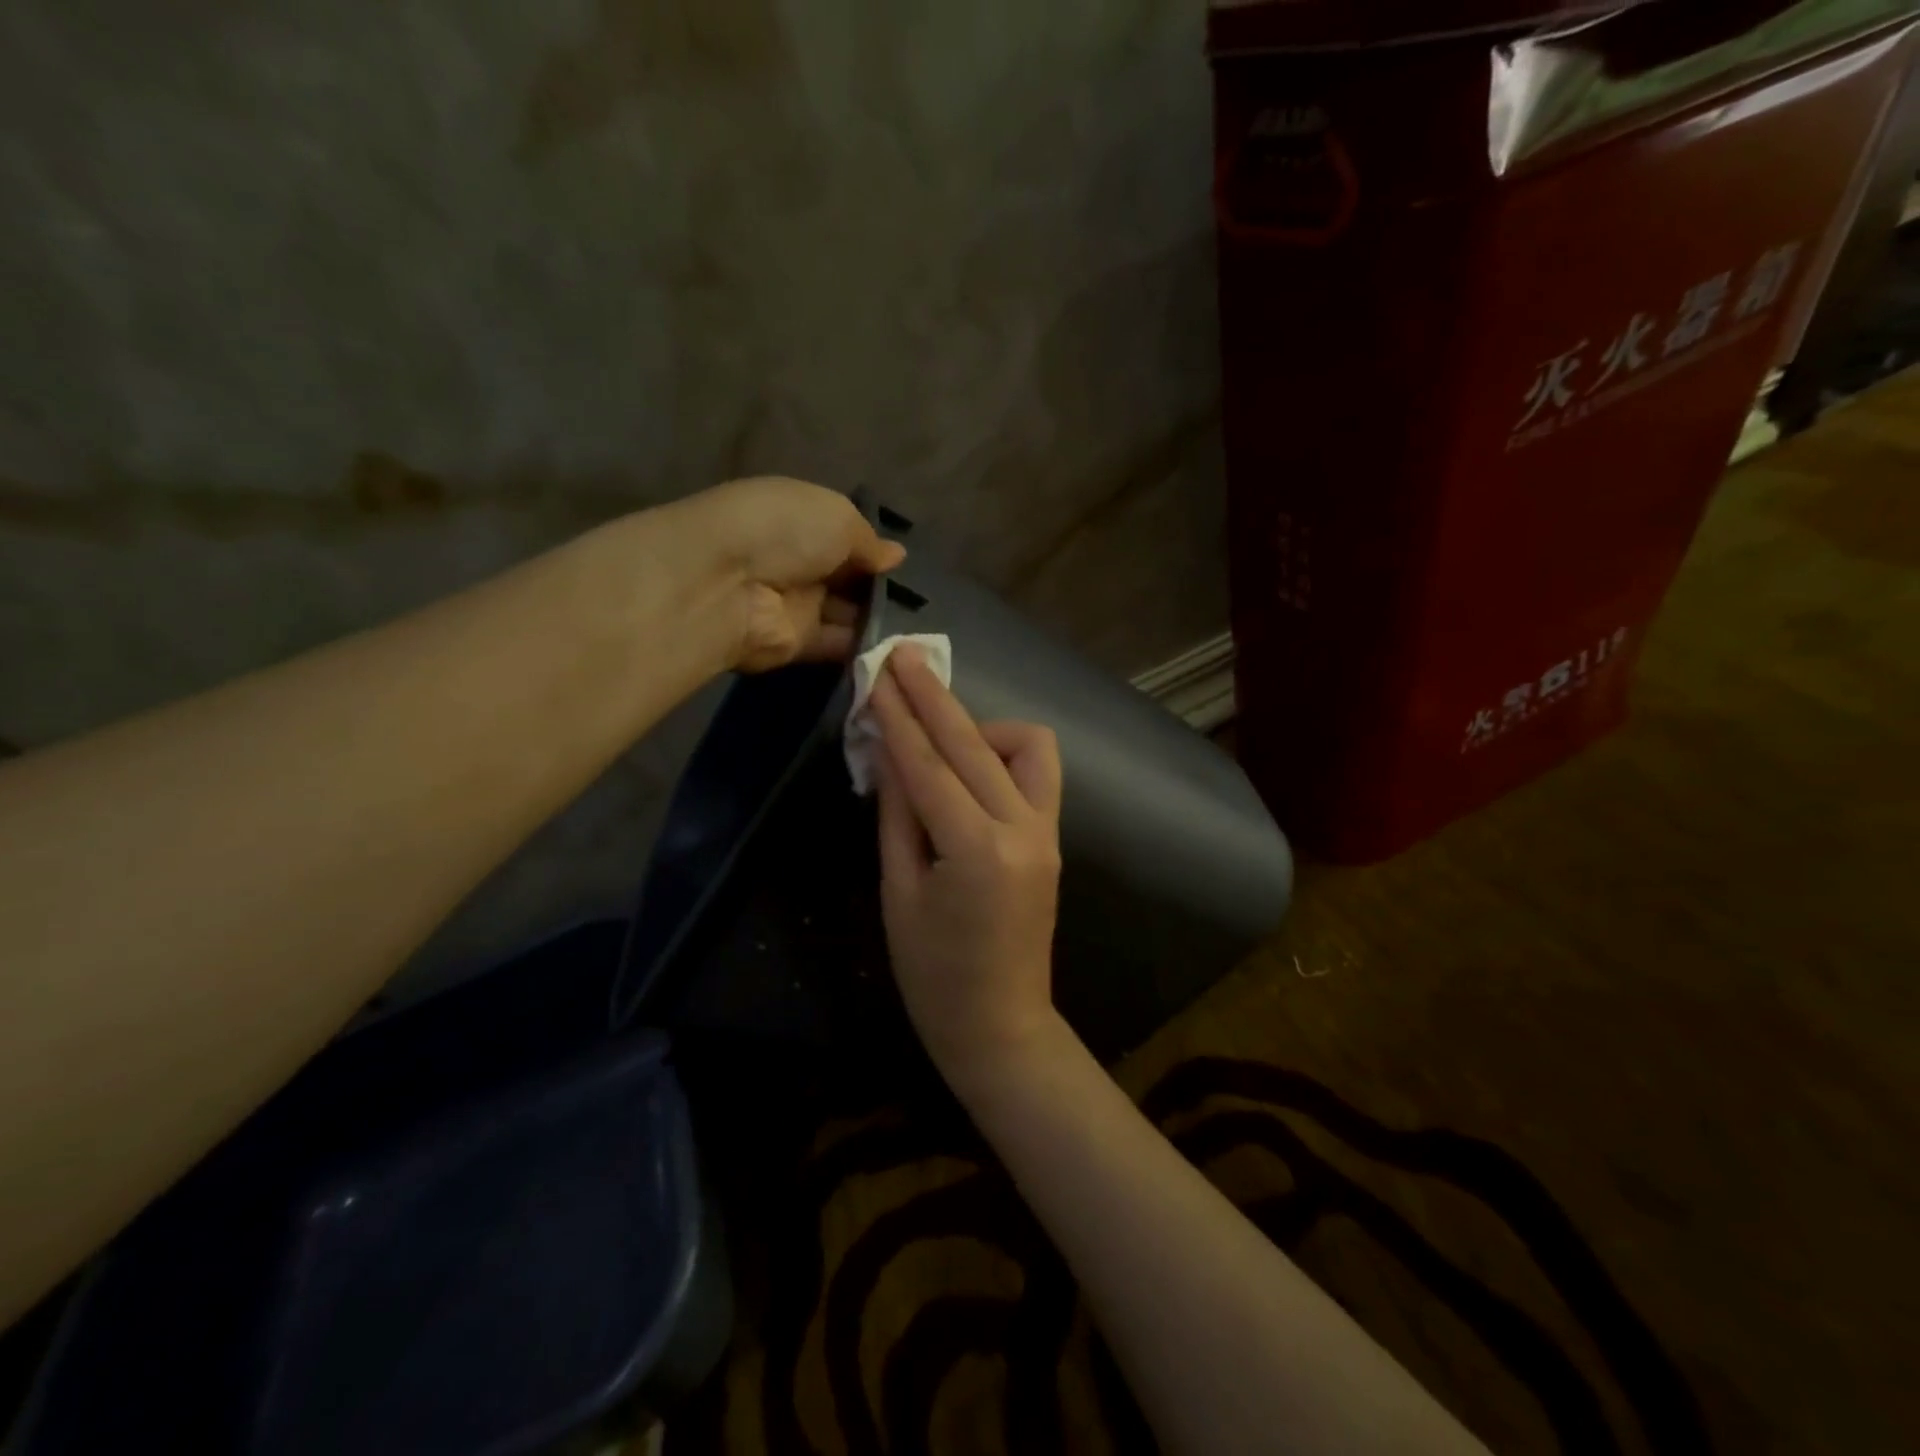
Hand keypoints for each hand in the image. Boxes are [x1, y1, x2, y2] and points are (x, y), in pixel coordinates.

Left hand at [675, 477, 904, 671]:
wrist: (728, 583)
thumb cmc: (784, 530)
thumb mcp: (838, 516)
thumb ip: (870, 540)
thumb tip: (896, 556)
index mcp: (800, 520)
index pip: (843, 536)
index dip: (873, 549)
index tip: (904, 565)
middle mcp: (797, 562)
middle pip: (847, 578)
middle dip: (880, 587)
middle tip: (920, 600)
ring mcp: (796, 605)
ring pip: (846, 614)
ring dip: (878, 619)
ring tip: (920, 626)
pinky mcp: (796, 645)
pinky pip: (837, 645)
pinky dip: (865, 647)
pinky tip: (899, 647)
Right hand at [869, 646, 1063, 1079]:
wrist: (1001, 1025)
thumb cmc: (933, 975)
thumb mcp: (898, 893)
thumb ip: (897, 815)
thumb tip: (888, 752)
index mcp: (976, 850)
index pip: (930, 766)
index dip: (899, 718)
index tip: (878, 675)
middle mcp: (1022, 829)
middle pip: (974, 743)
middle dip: (934, 697)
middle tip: (903, 657)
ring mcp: (1046, 831)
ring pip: (1026, 746)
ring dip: (980, 727)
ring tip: (939, 736)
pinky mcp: (1053, 838)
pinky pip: (1036, 773)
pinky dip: (1003, 755)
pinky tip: (971, 765)